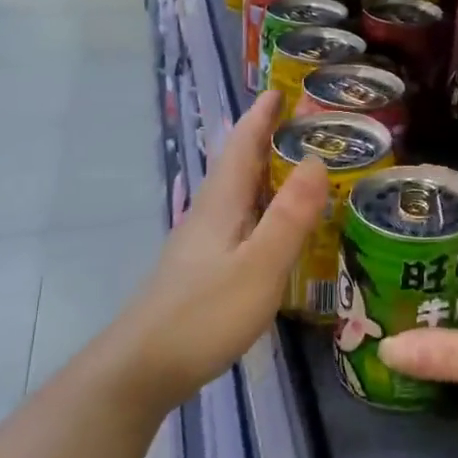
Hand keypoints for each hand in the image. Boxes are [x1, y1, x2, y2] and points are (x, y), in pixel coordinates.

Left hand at [94, 90, 327, 415]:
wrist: (141, 369)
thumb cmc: (204, 314)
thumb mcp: (259, 265)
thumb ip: (290, 215)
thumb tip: (316, 159)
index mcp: (222, 203)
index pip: (243, 144)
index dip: (261, 115)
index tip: (282, 89)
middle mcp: (209, 213)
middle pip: (238, 164)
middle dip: (266, 138)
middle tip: (305, 124)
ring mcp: (201, 243)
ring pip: (237, 193)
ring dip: (264, 171)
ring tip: (298, 166)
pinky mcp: (201, 269)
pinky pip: (238, 219)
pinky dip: (260, 206)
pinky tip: (274, 226)